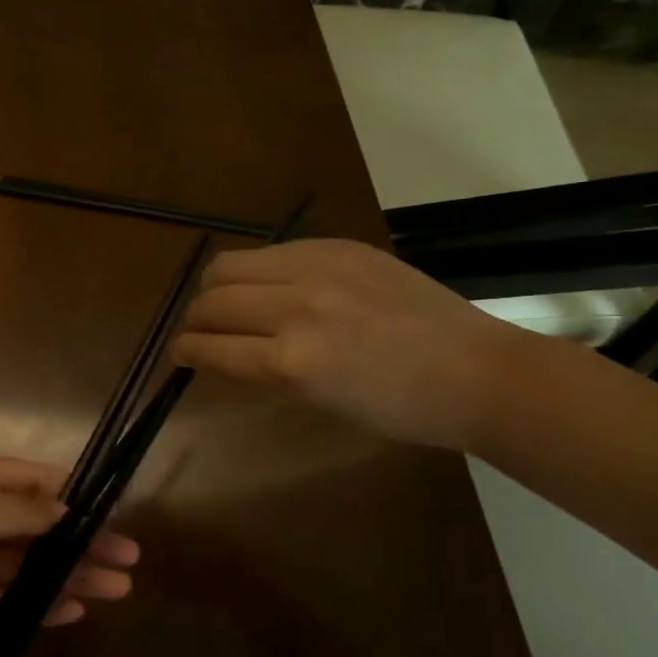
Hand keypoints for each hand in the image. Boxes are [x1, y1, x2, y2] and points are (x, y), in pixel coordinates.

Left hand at [0, 457, 140, 649]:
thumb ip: (18, 512)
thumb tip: (67, 506)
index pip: (32, 481)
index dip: (73, 494)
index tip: (113, 511)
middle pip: (38, 528)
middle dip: (82, 541)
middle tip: (128, 558)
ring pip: (29, 567)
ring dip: (70, 575)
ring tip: (116, 588)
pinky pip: (6, 600)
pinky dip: (38, 605)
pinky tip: (74, 610)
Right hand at [170, 238, 533, 450]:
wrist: (476, 372)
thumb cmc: (399, 409)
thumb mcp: (320, 403)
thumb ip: (265, 371)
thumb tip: (222, 350)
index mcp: (292, 363)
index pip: (211, 347)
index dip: (186, 351)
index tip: (180, 353)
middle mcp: (296, 309)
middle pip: (211, 299)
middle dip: (194, 319)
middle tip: (201, 331)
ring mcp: (318, 269)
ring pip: (230, 265)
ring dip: (217, 288)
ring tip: (228, 302)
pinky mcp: (340, 246)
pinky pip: (272, 251)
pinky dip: (258, 271)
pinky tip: (273, 286)